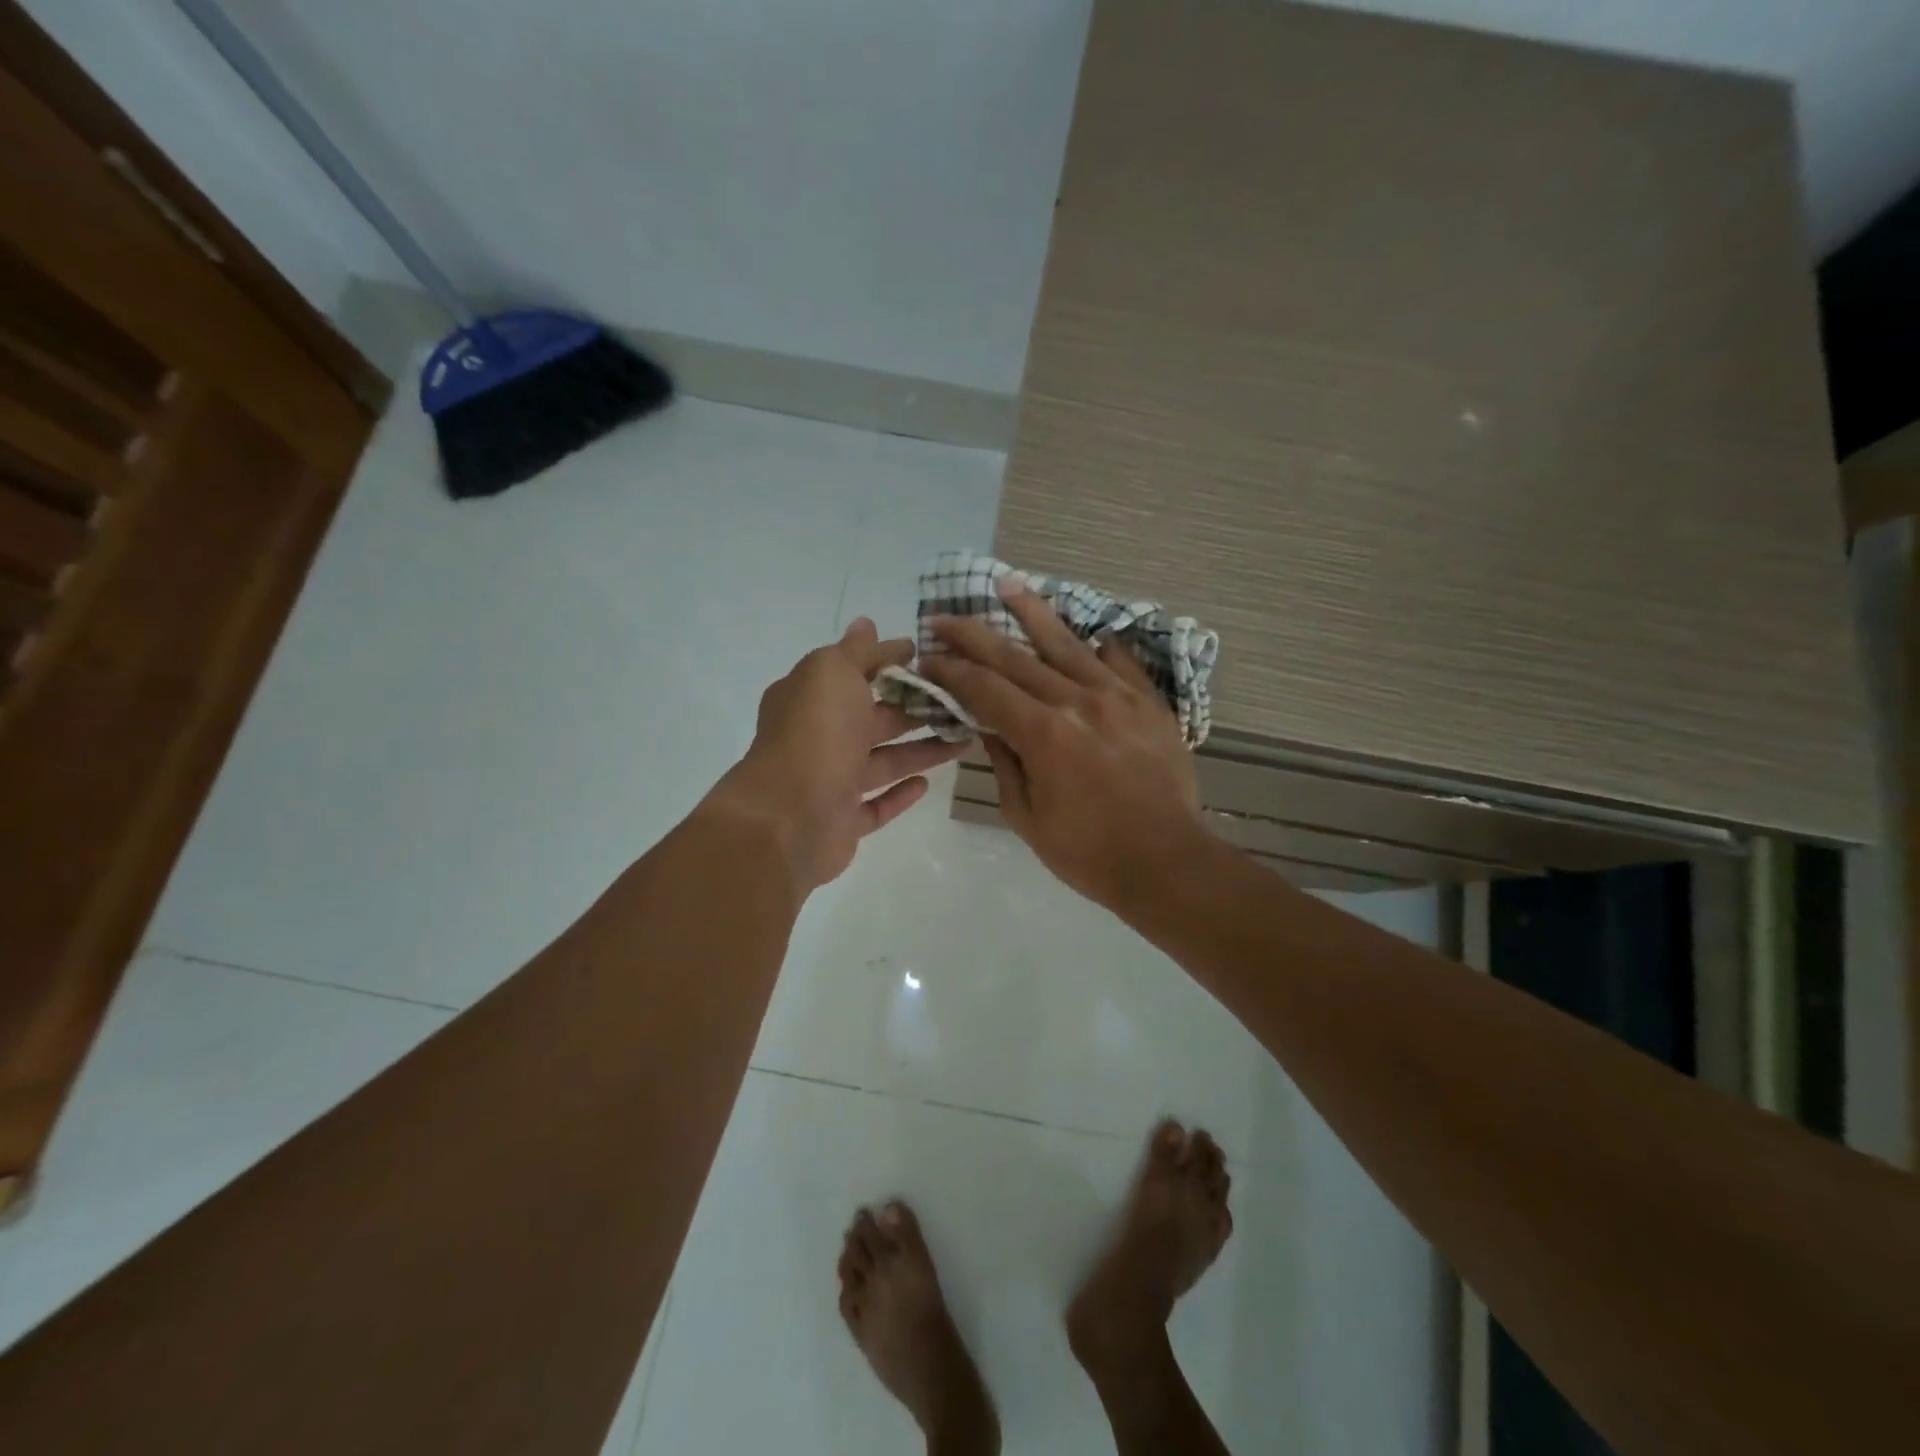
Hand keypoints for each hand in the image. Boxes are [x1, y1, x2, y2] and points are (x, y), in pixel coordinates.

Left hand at [711, 618, 967, 892]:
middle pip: (873, 717)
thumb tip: (866, 624)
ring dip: (921, 750)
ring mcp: (829, 781)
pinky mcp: (843, 821)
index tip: (929, 656)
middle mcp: (817, 737)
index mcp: (809, 697)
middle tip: (961, 700)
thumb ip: (855, 651)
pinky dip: (900, 793)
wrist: (789, 818)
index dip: (888, 661)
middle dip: (914, 707)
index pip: (853, 671)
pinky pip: (876, 805)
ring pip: (883, 761)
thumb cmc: (815, 734)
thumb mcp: (832, 672)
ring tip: (965, 739)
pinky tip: (927, 783)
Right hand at [921, 578, 1207, 909]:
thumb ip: (1004, 762)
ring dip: (1033, 613)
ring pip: (1068, 644)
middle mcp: (1078, 701)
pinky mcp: (1149, 703)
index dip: (950, 670)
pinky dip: (1098, 647)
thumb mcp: (1027, 816)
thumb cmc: (1087, 852)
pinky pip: (1120, 663)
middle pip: (1016, 657)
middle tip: (944, 618)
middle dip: (974, 635)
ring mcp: (1118, 697)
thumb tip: (986, 722)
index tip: (927, 657)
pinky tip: (1087, 633)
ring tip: (1009, 585)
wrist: (1166, 862)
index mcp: (1043, 733)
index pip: (984, 688)